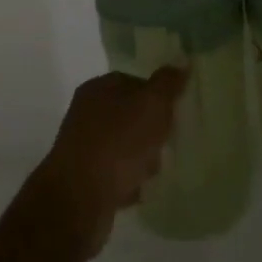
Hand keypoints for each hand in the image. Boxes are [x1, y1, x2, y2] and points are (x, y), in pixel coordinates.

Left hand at [34, 68, 186, 255]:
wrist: (79, 200)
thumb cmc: (118, 143)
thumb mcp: (151, 105)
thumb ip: (168, 83)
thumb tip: (182, 61)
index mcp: (98, 88)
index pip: (134, 82)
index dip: (157, 95)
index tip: (174, 113)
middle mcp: (87, 113)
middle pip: (131, 116)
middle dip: (152, 131)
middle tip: (166, 144)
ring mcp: (84, 147)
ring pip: (125, 146)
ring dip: (142, 159)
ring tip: (152, 172)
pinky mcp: (85, 179)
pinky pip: (117, 175)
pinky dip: (129, 182)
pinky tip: (139, 191)